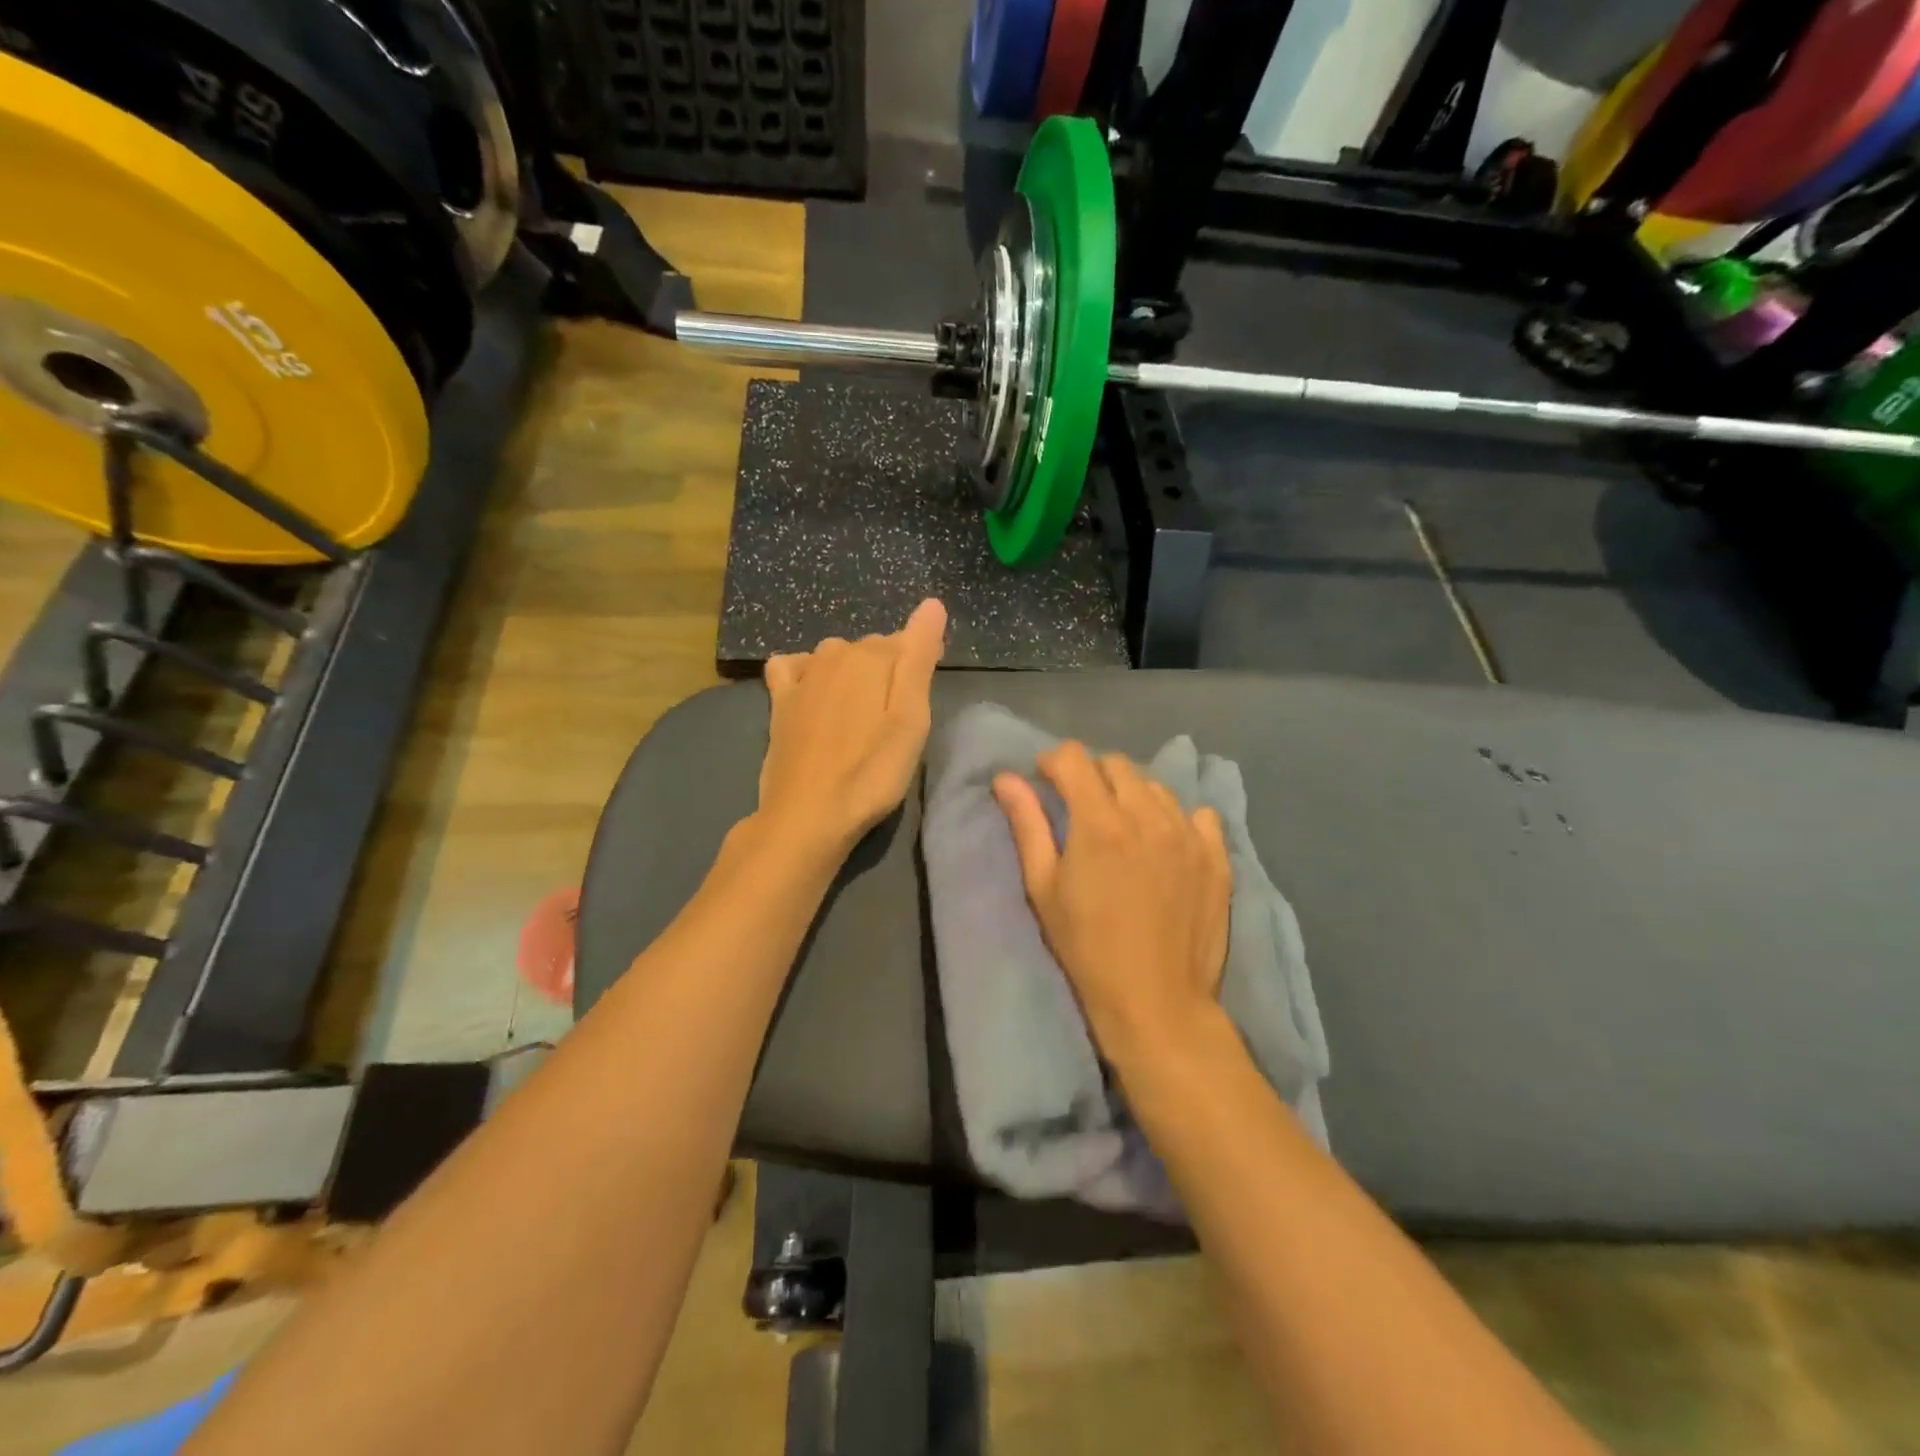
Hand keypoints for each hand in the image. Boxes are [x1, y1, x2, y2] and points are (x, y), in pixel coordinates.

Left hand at [755, 599, 946, 861]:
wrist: (808, 813)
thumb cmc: (872, 771)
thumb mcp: (912, 718)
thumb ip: (920, 657)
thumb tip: (932, 603)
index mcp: (873, 656)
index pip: (909, 641)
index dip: (922, 660)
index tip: (927, 693)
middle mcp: (835, 654)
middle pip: (873, 649)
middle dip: (889, 668)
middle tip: (898, 713)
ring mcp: (803, 675)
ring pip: (837, 656)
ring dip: (853, 672)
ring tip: (863, 712)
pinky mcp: (780, 699)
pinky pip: (793, 666)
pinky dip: (807, 671)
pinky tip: (814, 693)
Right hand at [994, 744, 1230, 1063]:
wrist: (1155, 1002)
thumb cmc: (1086, 948)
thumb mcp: (1043, 888)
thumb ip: (1027, 825)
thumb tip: (1005, 778)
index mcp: (1100, 822)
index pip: (1075, 758)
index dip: (1054, 762)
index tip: (1046, 782)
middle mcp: (1148, 816)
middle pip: (1116, 765)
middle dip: (1092, 775)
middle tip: (1081, 807)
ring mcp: (1188, 834)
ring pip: (1156, 787)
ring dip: (1132, 794)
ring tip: (1123, 827)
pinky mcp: (1216, 856)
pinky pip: (1197, 814)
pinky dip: (1175, 817)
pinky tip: (1164, 843)